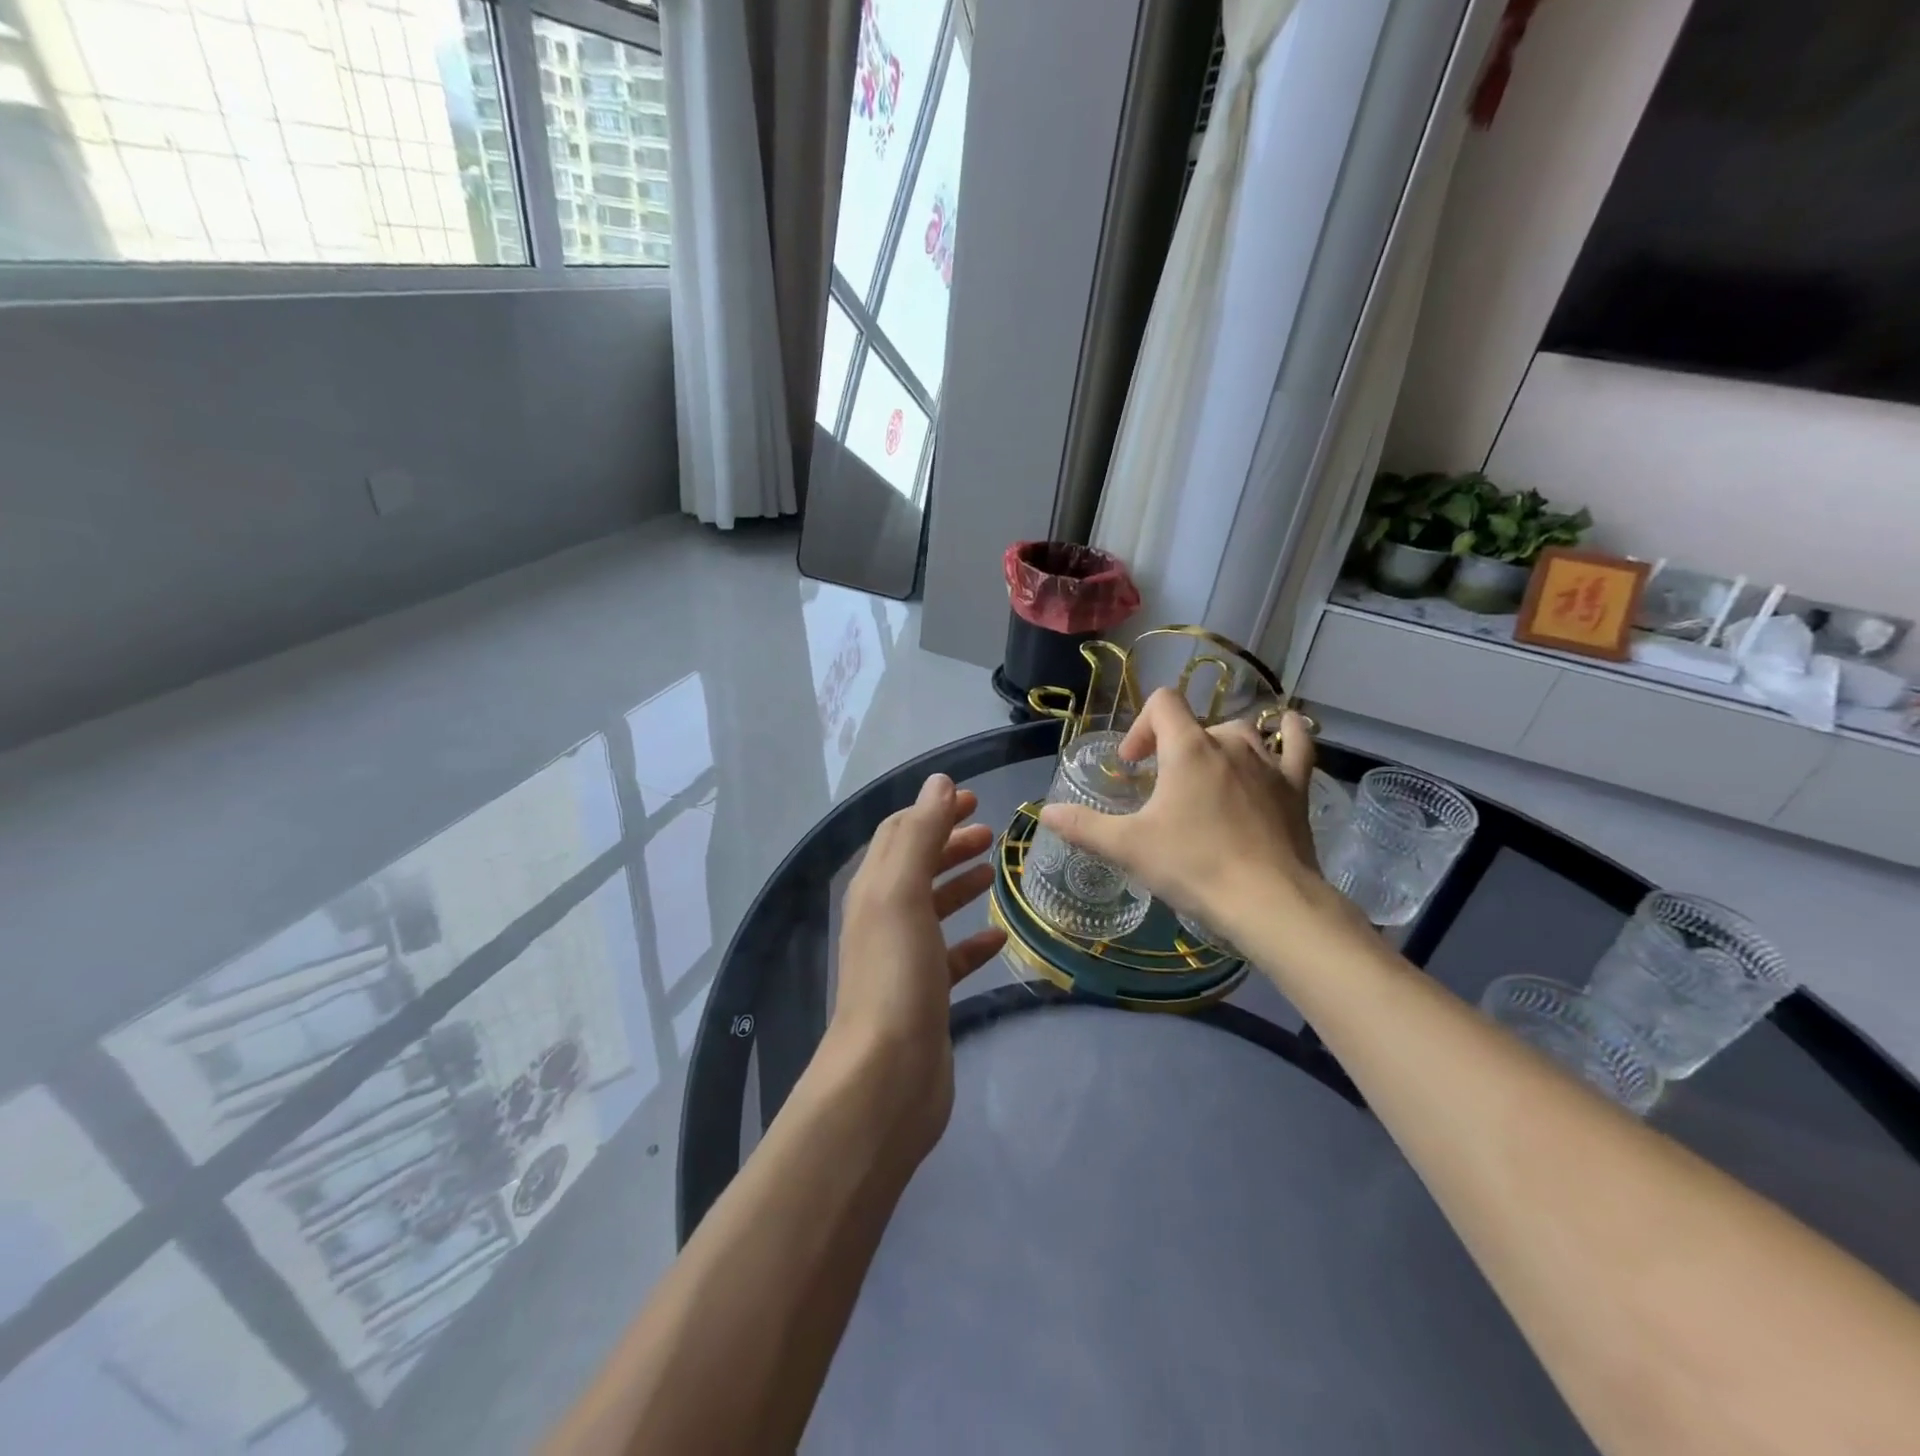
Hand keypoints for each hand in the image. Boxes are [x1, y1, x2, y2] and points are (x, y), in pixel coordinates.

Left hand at [826, 773, 1006, 1157]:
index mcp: (874, 888)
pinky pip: (951, 957)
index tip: (972, 798)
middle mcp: (883, 918)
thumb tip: (938, 782)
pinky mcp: (926, 996)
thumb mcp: (904, 892)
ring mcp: (904, 959)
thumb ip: (920, 834)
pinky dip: (973, 941)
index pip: (900, 833)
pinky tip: (1000, 938)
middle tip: (991, 831)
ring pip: (932, 908)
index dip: (932, 811)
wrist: (887, 1075)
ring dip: (959, 883)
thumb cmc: (896, 973)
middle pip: (916, 866)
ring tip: (994, 870)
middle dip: (949, 842)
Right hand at [1039, 690, 1346, 948]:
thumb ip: (1083, 826)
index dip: (1141, 726)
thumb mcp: (1128, 848)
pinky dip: (1289, 733)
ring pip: (1240, 734)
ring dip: (1217, 747)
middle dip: (1173, 748)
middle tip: (1162, 789)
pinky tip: (1286, 728)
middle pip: (1196, 725)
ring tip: (1207, 777)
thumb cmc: (1193, 865)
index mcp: (1187, 749)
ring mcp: (1268, 763)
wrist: (1269, 902)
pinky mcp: (1296, 787)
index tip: (1132, 765)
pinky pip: (1296, 746)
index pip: (1162, 704)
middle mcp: (1229, 743)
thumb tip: (1045, 813)